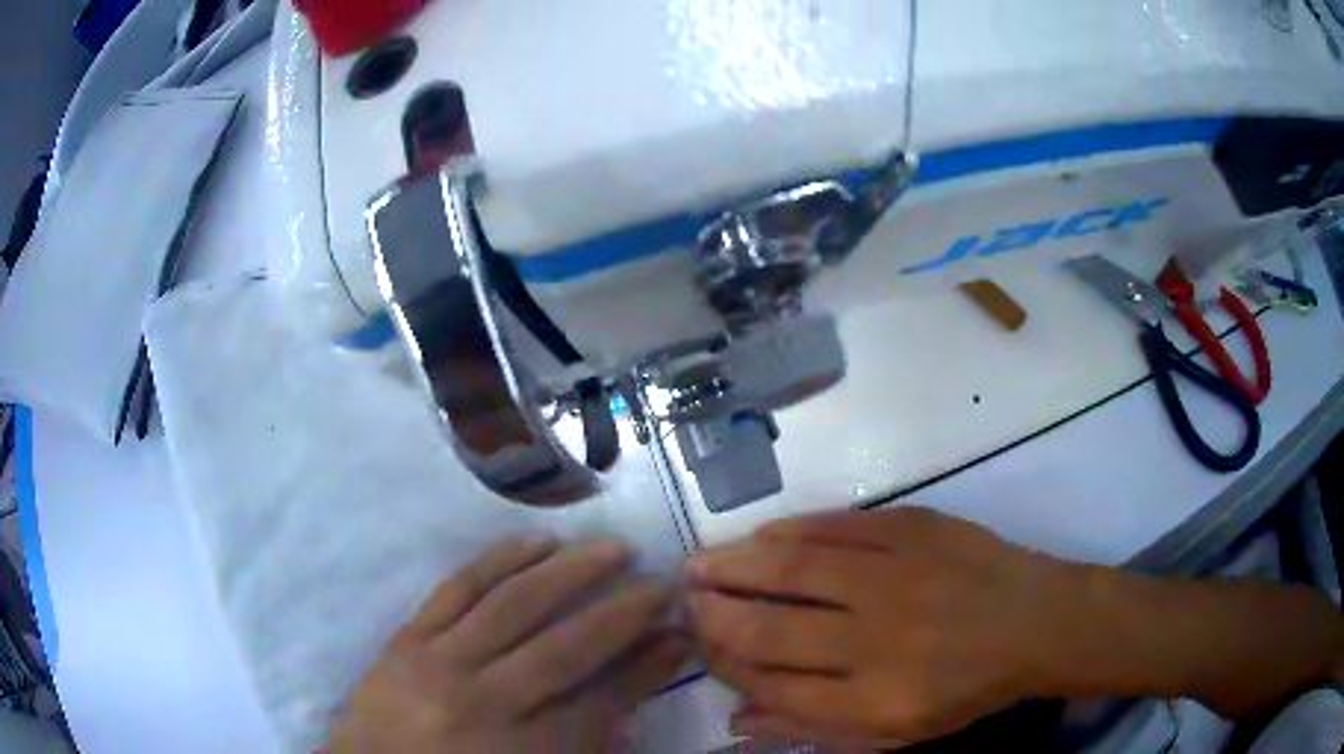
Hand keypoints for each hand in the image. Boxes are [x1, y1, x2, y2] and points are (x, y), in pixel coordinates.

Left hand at [331, 536, 686, 752]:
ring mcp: (439, 663)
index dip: (648, 667)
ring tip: (612, 548)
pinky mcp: (408, 638)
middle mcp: (485, 703)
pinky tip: (535, 542)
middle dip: (623, 613)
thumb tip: (629, 700)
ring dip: (570, 572)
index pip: (603, 703)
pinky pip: (457, 588)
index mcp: (522, 752)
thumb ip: (586, 747)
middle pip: (567, 648)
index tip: (680, 634)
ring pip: (514, 605)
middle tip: (663, 582)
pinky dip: (500, 560)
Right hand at [686, 507, 1068, 746]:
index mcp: (875, 700)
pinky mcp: (913, 529)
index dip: (726, 667)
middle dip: (714, 616)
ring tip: (697, 565)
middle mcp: (878, 641)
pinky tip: (760, 536)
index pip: (774, 687)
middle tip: (680, 601)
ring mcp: (896, 578)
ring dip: (736, 567)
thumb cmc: (966, 688)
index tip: (700, 648)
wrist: (1036, 621)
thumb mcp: (896, 733)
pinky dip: (790, 532)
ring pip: (794, 572)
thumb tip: (739, 718)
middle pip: (771, 631)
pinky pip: (836, 528)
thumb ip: (815, 729)